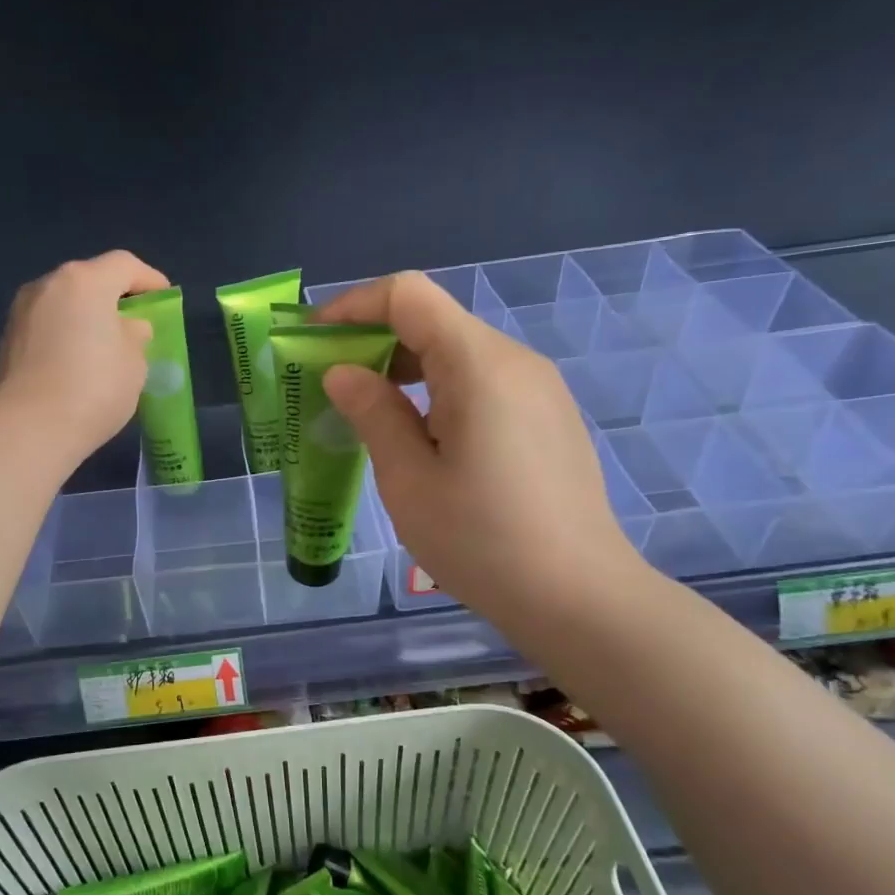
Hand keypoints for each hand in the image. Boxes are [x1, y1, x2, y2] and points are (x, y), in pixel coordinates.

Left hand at [0, 250, 169, 471]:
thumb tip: (127, 328)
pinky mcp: (5, 342)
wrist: (28, 428)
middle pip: (89, 281)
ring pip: (63, 305)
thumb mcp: (134, 363)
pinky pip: (45, 329)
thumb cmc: (94, 388)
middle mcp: (47, 286)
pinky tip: (75, 366)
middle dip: (114, 298)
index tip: (164, 298)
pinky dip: (64, 337)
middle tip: (134, 324)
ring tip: (104, 348)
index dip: (149, 279)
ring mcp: (20, 313)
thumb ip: (135, 336)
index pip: (124, 265)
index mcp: (84, 282)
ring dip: (86, 318)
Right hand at [316, 271, 648, 637]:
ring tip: (367, 413)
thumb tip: (342, 372)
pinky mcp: (546, 416)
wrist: (580, 598)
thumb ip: (372, 413)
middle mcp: (514, 360)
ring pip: (457, 351)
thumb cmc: (482, 541)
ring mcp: (538, 388)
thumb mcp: (408, 480)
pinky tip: (420, 436)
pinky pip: (482, 381)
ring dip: (404, 368)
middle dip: (372, 340)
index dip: (353, 306)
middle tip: (329, 386)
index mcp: (478, 365)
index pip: (408, 296)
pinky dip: (437, 389)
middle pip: (433, 320)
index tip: (313, 341)